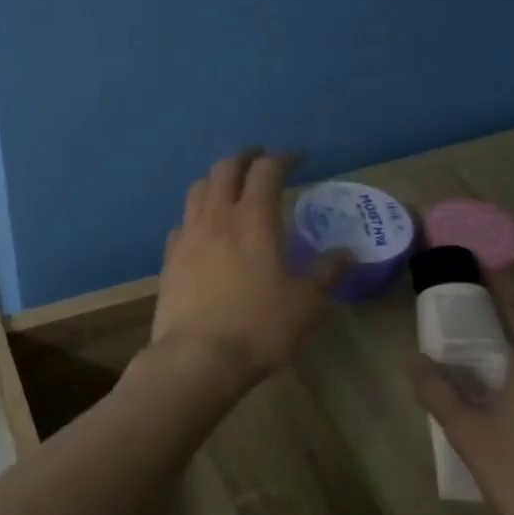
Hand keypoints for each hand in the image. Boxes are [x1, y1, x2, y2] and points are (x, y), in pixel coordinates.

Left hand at [148, 149, 348, 385]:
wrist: (197, 356)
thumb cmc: (259, 328)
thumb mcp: (306, 304)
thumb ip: (326, 274)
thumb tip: (344, 255)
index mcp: (254, 219)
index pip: (267, 171)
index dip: (283, 158)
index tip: (297, 159)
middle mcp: (216, 217)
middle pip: (225, 169)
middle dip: (245, 158)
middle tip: (260, 160)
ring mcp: (187, 235)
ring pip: (197, 189)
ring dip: (217, 179)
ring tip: (231, 186)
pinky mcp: (169, 257)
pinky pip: (182, 221)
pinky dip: (196, 213)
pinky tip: (204, 227)